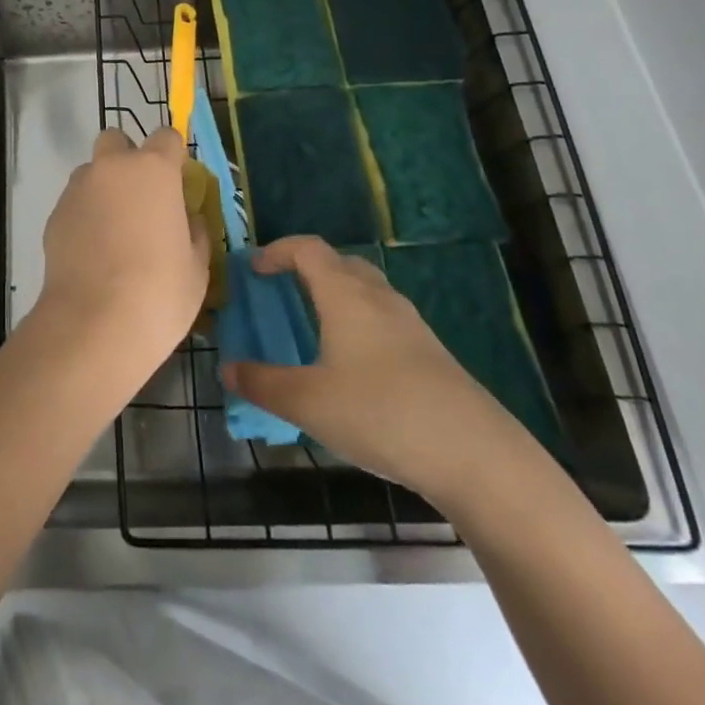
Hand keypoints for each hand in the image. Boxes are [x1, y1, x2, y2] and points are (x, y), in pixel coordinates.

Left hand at [32, 127, 209, 375]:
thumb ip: (194, 230)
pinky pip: (75, 202)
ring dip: (104, 188)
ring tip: (114, 231)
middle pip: (116, 140)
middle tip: (140, 198)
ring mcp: (77, 189)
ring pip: (91, 171)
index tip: (178, 181)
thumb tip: (187, 218)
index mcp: (153, 170)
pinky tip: (93, 252)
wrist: (94, 324)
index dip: (173, 155)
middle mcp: (111, 168)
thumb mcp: (197, 266)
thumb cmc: (159, 292)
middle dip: (127, 158)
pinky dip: (85, 216)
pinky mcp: (54, 214)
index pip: (166, 136)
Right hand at [219, 236, 525, 504]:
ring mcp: (411, 325)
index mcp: (345, 294)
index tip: (254, 269)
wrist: (476, 456)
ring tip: (315, 328)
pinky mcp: (431, 354)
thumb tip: (227, 370)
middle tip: (283, 292)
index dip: (277, 250)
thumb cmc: (381, 413)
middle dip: (308, 269)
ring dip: (337, 296)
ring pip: (366, 291)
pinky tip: (354, 367)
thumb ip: (263, 384)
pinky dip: (360, 324)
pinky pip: (385, 320)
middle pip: (340, 262)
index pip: (307, 248)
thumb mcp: (308, 403)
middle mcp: (378, 297)